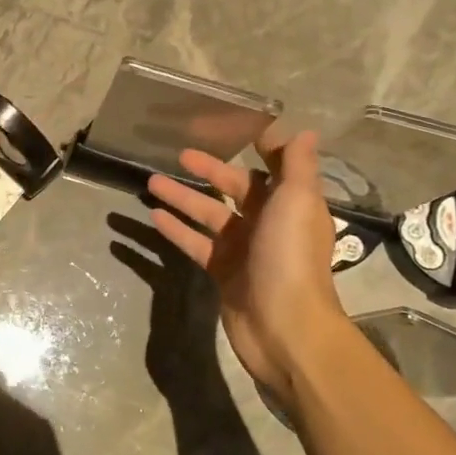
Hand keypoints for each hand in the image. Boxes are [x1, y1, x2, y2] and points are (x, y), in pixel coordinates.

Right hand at [146, 130, 349, 396]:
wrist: (285, 326)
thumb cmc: (291, 256)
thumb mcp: (297, 201)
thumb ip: (297, 165)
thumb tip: (305, 130)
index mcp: (290, 204)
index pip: (272, 168)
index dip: (257, 148)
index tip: (233, 128)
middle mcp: (268, 223)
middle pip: (234, 189)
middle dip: (209, 170)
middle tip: (179, 155)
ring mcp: (243, 249)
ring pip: (208, 214)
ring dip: (182, 197)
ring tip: (150, 181)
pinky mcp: (222, 272)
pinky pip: (195, 243)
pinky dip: (176, 229)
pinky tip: (153, 216)